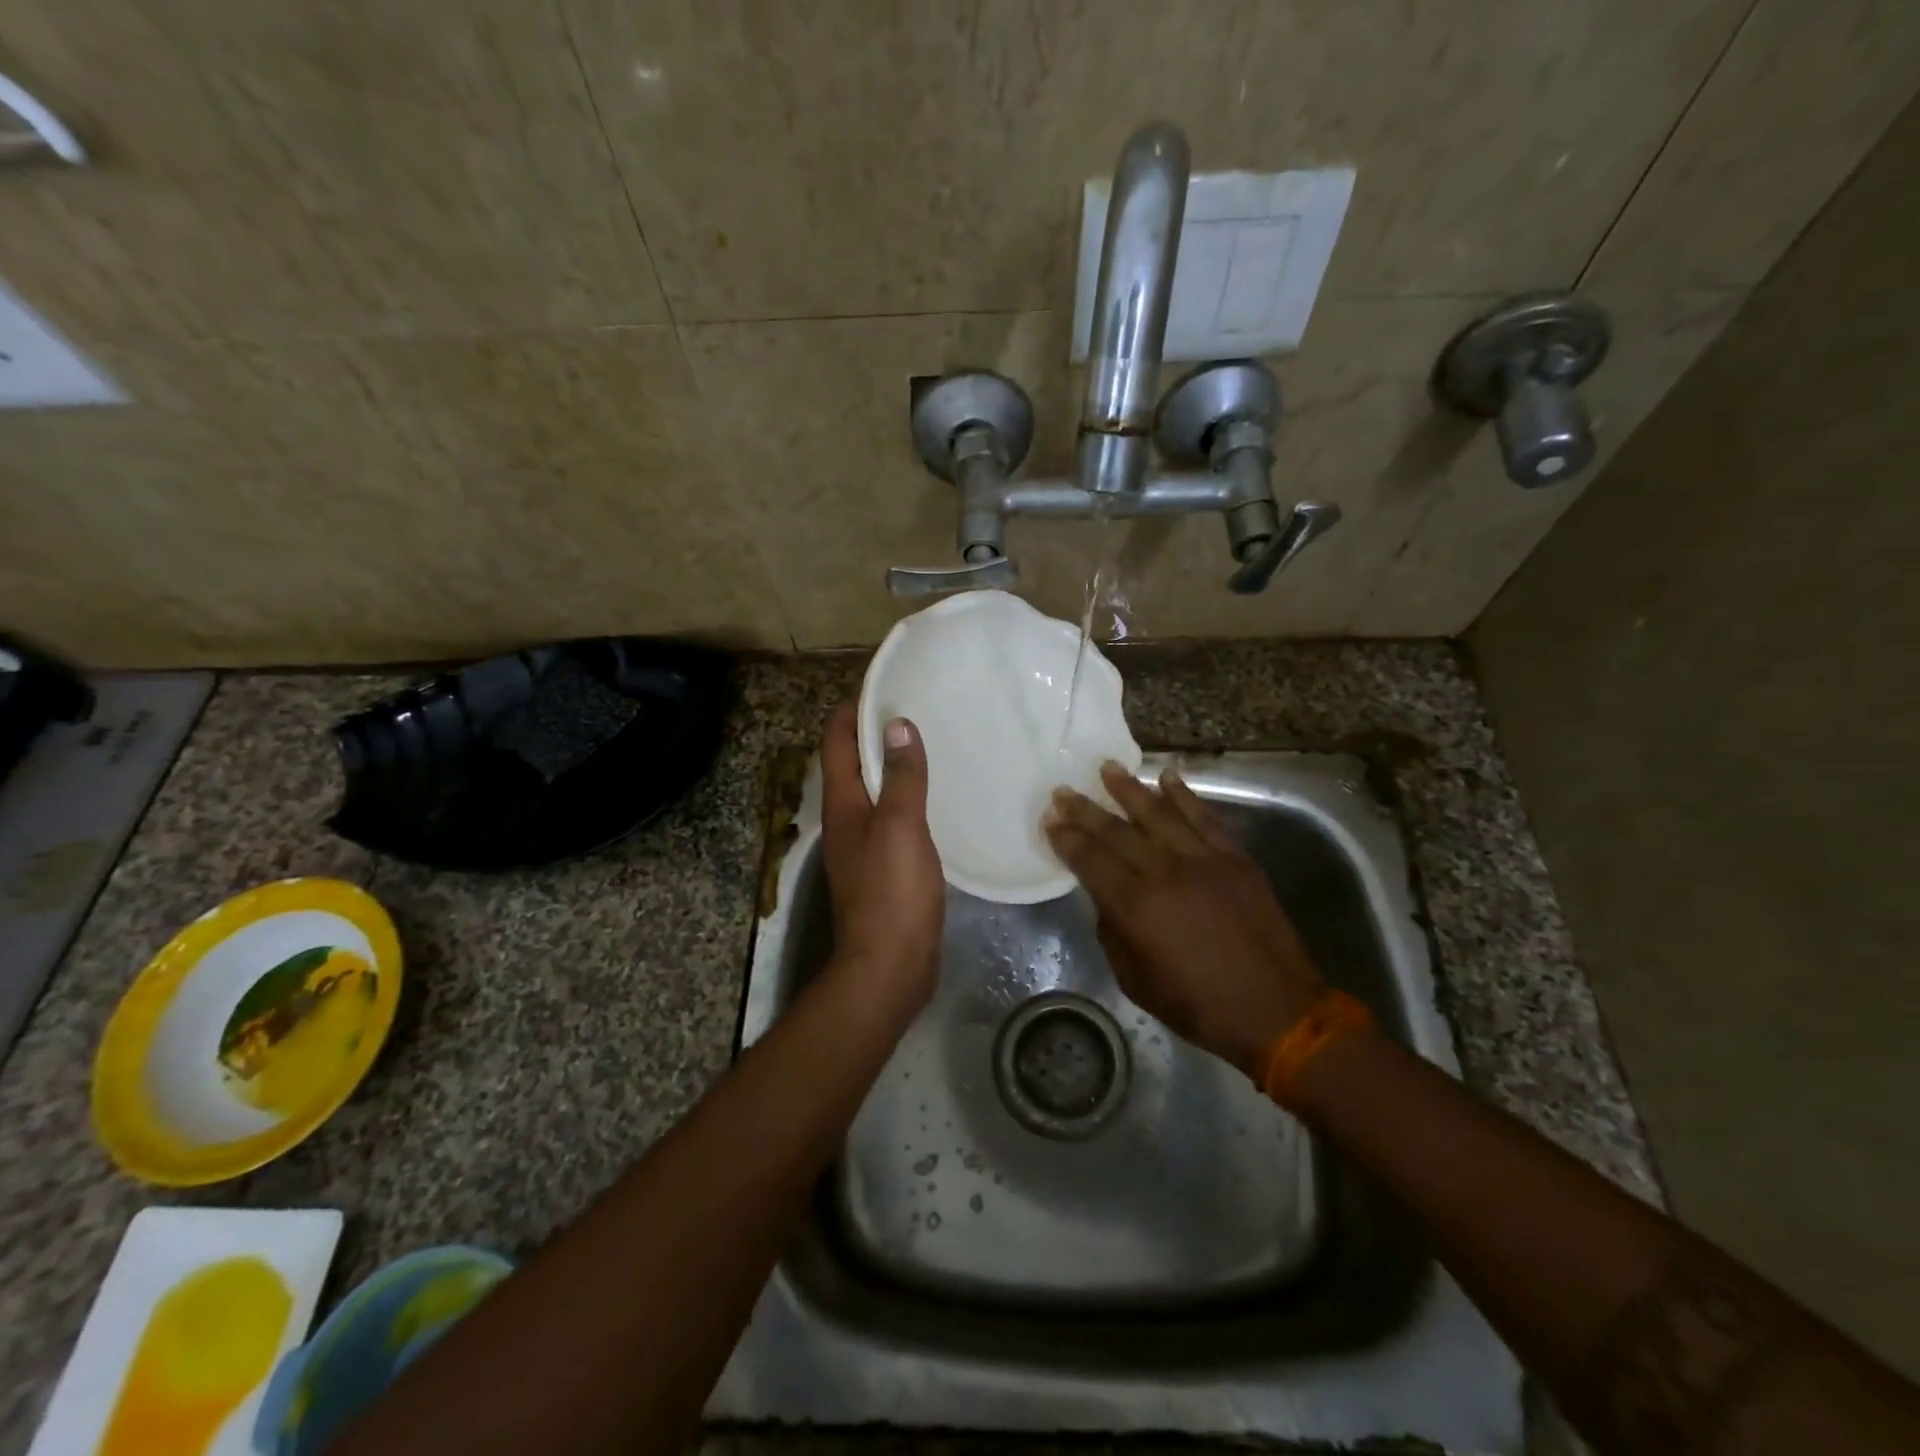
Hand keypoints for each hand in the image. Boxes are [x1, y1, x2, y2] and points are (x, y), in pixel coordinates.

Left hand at [820, 705, 943, 1016]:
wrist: (889, 968)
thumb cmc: (892, 893)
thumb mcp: (900, 827)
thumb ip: (900, 778)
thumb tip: (896, 725)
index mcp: (842, 806)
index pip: (835, 744)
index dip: (851, 712)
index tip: (881, 686)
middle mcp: (847, 822)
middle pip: (852, 766)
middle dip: (875, 735)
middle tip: (915, 711)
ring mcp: (864, 848)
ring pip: (873, 793)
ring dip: (892, 767)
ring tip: (929, 746)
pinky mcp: (885, 870)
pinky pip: (892, 820)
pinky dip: (907, 800)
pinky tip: (936, 799)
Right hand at [1043, 762, 1324, 1079]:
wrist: (1275, 1010)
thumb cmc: (1198, 1006)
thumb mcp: (1135, 980)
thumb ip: (1113, 932)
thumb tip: (1107, 898)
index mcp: (1135, 906)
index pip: (1090, 859)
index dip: (1067, 838)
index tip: (1050, 820)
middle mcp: (1165, 872)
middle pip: (1116, 831)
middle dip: (1085, 809)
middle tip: (1063, 790)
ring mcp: (1204, 860)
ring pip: (1159, 813)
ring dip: (1129, 789)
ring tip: (1107, 768)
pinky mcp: (1235, 859)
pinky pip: (1205, 818)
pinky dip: (1185, 795)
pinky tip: (1168, 776)